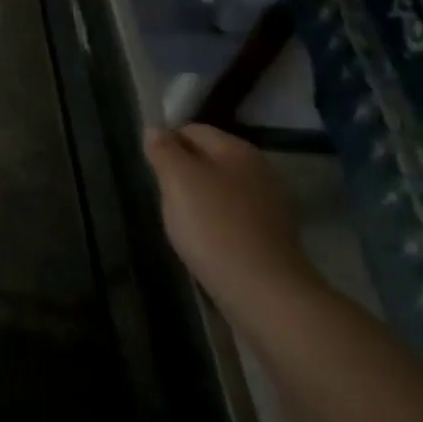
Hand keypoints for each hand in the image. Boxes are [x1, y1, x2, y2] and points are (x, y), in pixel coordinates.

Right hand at [143, 124, 316, 315]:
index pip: (192, 130)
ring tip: (180, 221)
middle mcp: (259, 169)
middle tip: (162, 195)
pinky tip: (205, 242)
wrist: (264, 291)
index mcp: (237, 149)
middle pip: (209, 159)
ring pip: (221, 189)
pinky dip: (216, 223)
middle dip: (182, 172)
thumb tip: (155, 130)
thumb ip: (164, 150)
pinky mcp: (273, 236)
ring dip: (199, 199)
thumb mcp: (178, 180)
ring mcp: (270, 204)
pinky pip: (234, 217)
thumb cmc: (214, 226)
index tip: (149, 167)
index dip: (166, 142)